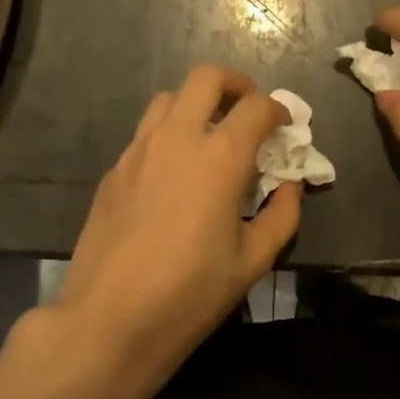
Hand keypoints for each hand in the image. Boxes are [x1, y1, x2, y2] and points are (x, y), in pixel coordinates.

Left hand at [52, 65, 300, 381]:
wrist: (109, 319)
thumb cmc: (190, 293)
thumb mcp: (253, 260)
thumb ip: (282, 215)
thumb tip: (290, 186)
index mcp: (219, 157)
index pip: (256, 107)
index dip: (278, 110)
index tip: (285, 126)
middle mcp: (177, 139)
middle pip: (206, 78)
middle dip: (235, 85)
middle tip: (248, 111)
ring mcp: (138, 150)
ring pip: (169, 98)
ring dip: (196, 104)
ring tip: (210, 136)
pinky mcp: (114, 170)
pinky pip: (146, 132)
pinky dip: (169, 133)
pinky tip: (175, 172)